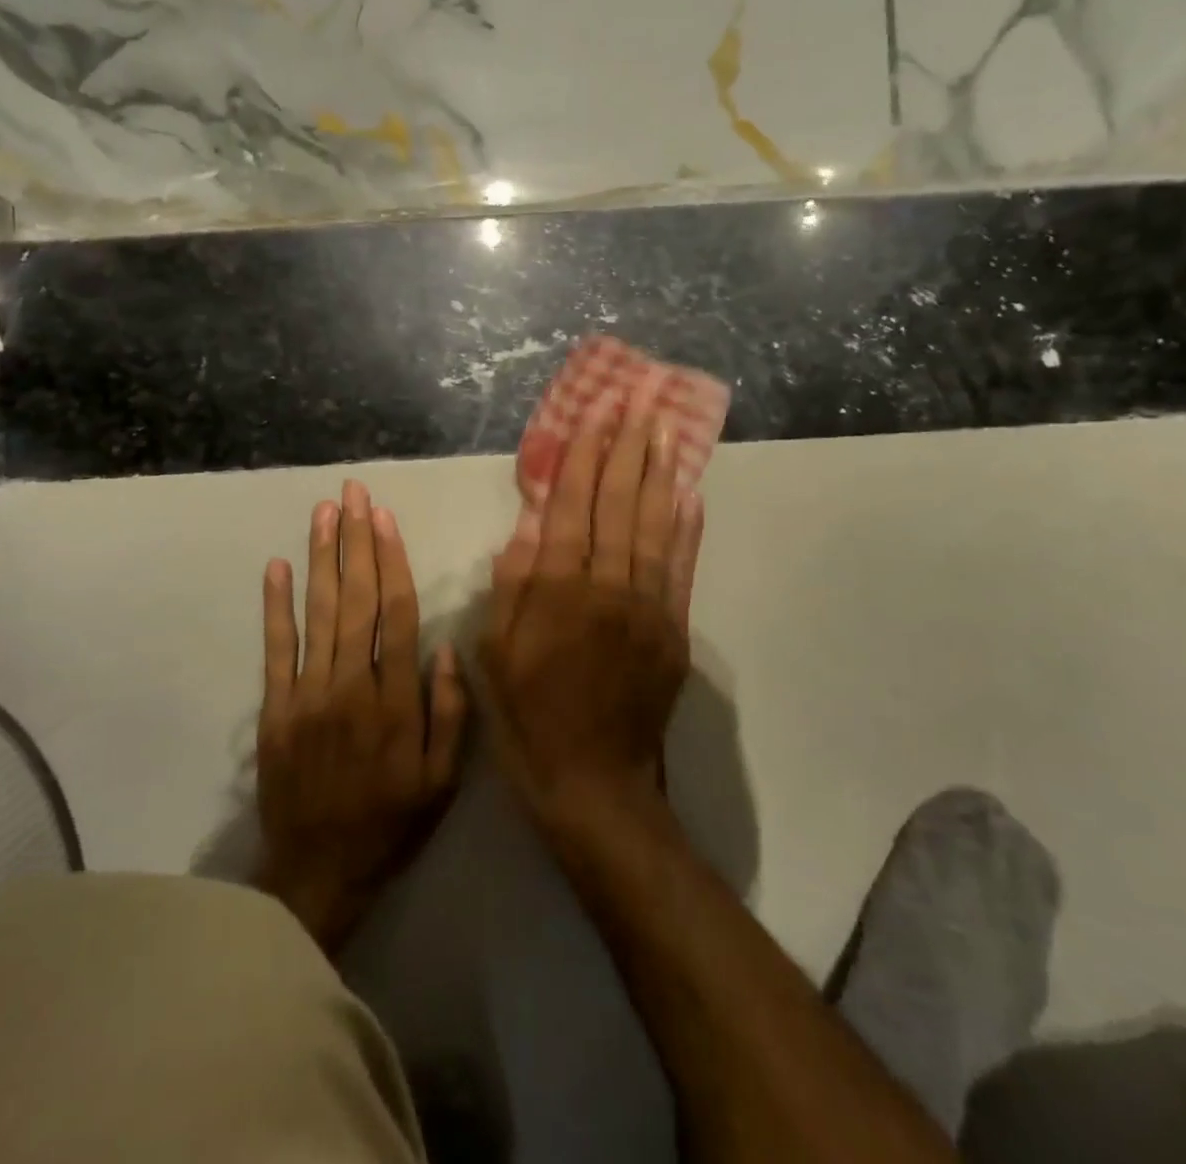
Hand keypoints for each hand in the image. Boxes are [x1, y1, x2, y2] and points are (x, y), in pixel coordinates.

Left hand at [256, 479, 467, 953]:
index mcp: (397, 700)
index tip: (386, 518)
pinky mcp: (275, 709)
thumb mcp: (442, 780)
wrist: (319, 871)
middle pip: (356, 599)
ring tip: (324, 512)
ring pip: (318, 612)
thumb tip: (447, 646)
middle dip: (356, 541)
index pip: (397, 613)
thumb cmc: (390, 822)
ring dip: (321, 557)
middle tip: (353, 493)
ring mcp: (308, 695)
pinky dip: (275, 606)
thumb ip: (450, 712)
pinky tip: (277, 566)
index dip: (392, 561)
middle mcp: (352, 685)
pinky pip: (275, 649)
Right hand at [482, 377, 704, 839]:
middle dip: (627, 448)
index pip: (571, 508)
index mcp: (557, 592)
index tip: (595, 415)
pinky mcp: (674, 629)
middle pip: (618, 504)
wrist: (594, 784)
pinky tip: (690, 494)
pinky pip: (682, 568)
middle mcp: (606, 588)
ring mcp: (647, 607)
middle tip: (640, 401)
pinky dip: (687, 528)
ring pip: (654, 525)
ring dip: (660, 473)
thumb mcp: (495, 655)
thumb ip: (512, 587)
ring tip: (666, 429)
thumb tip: (528, 525)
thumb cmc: (529, 718)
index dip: (583, 458)